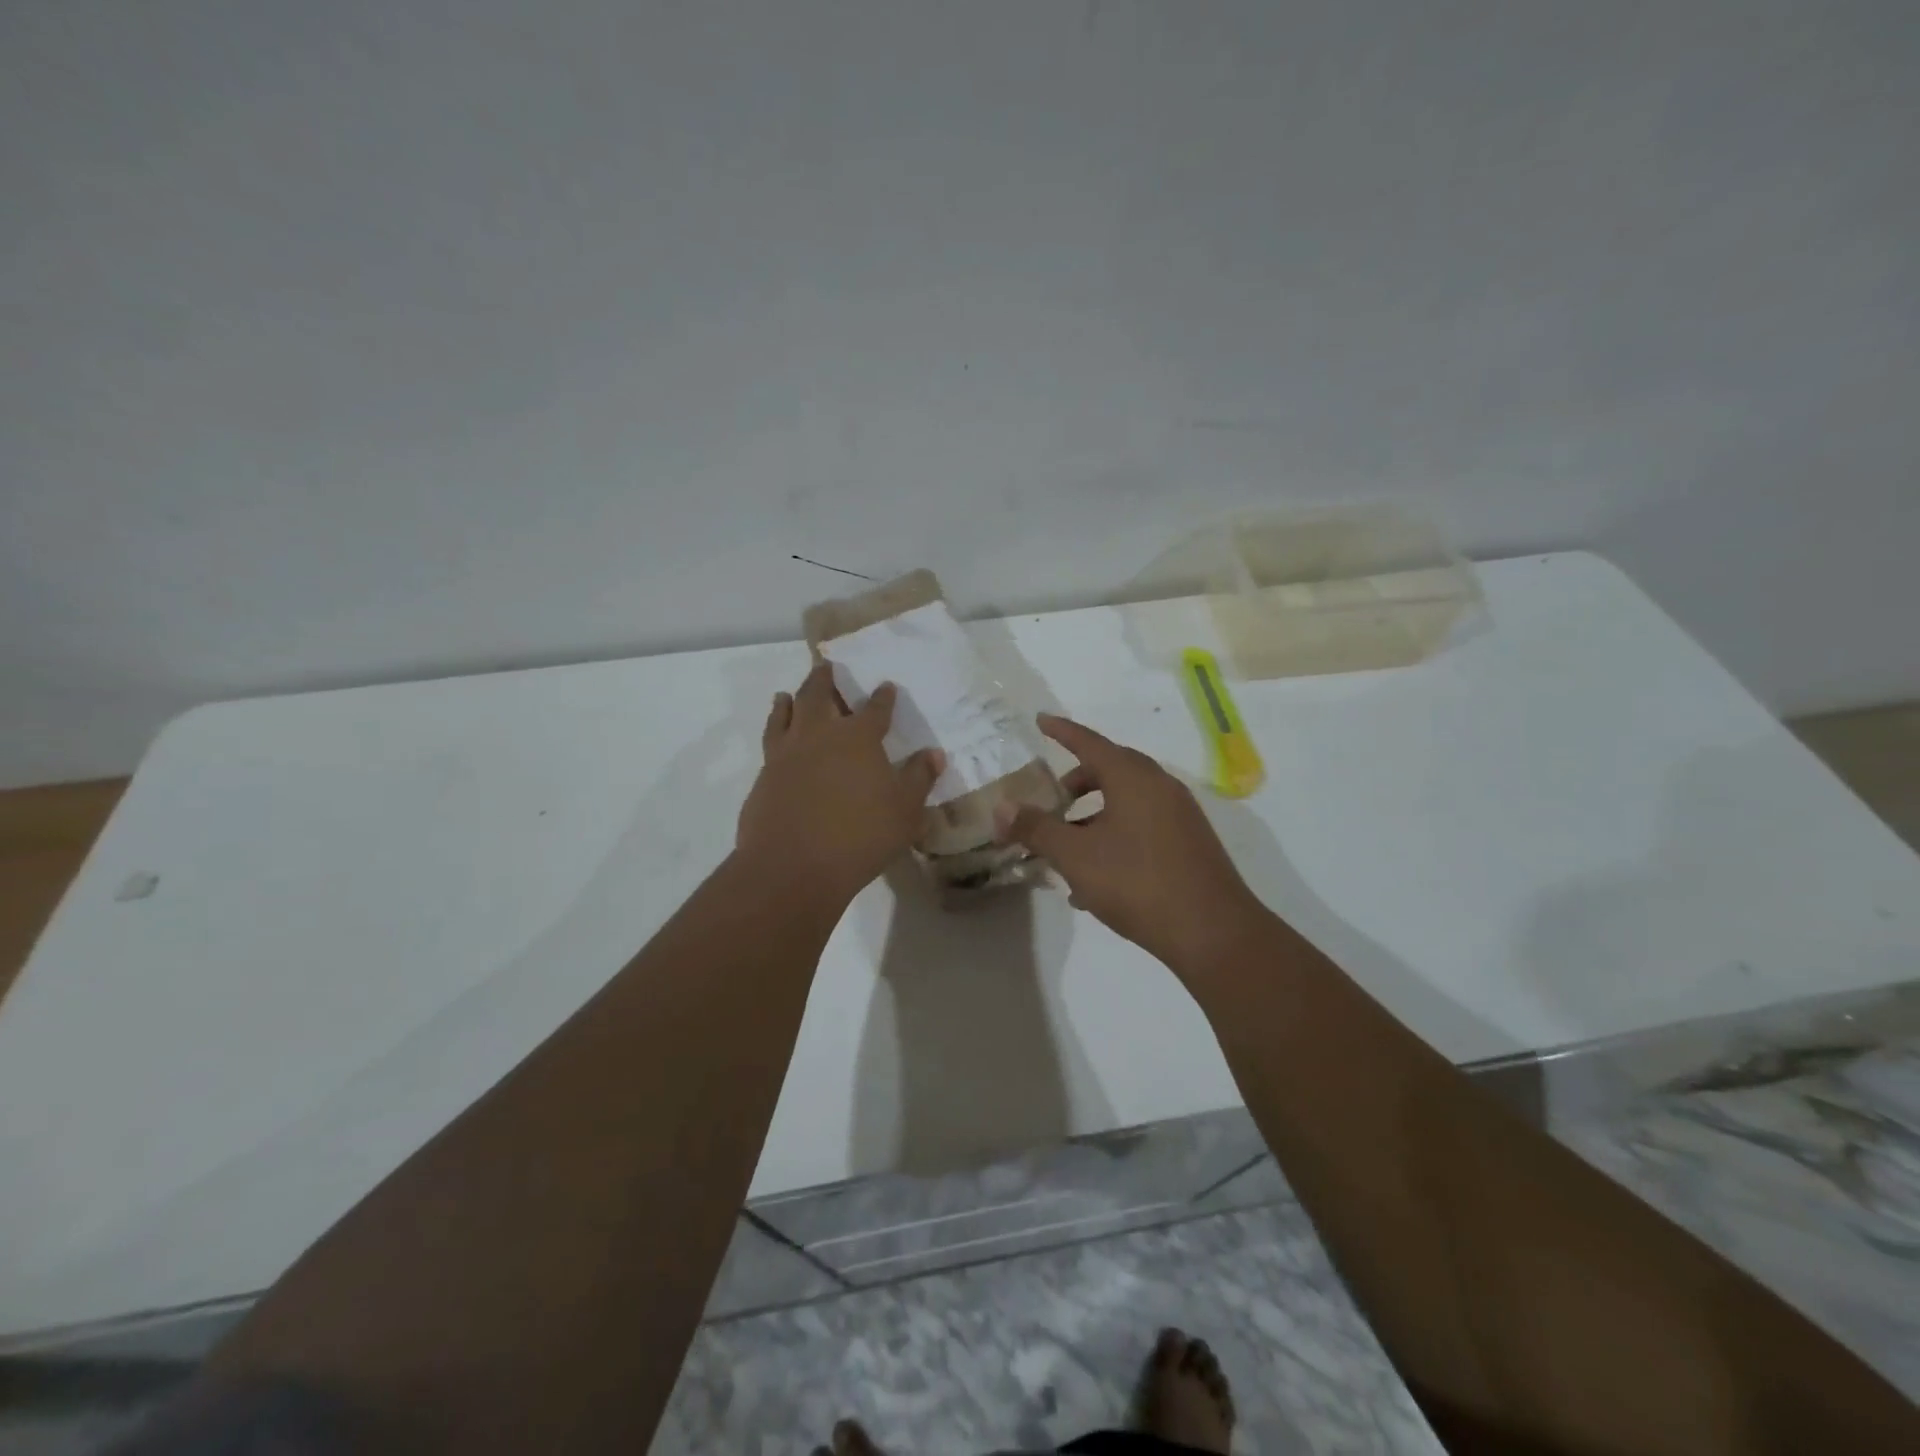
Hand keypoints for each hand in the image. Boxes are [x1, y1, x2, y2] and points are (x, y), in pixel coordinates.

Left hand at [737, 663, 944, 903]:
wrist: (792, 866)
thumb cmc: (860, 836)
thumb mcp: (905, 811)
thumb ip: (919, 778)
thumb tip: (933, 753)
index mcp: (858, 738)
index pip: (875, 709)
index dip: (883, 697)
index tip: (886, 686)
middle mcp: (820, 735)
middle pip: (819, 695)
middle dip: (825, 679)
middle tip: (826, 666)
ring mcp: (786, 754)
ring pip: (786, 713)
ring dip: (790, 700)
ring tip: (789, 694)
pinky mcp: (764, 777)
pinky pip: (770, 741)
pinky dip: (774, 729)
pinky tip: (777, 737)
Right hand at [995, 714, 1265, 969]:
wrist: (1212, 932)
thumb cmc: (1137, 883)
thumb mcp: (1076, 856)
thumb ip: (1037, 829)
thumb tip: (1002, 808)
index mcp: (1132, 777)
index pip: (1089, 742)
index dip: (1061, 731)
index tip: (1040, 720)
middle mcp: (1159, 786)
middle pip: (1111, 769)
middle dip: (1077, 782)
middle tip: (1051, 799)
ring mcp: (1179, 814)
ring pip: (1127, 801)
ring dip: (1094, 816)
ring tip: (1067, 850)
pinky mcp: (1189, 842)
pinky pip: (1143, 824)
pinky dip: (1115, 835)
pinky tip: (1096, 879)